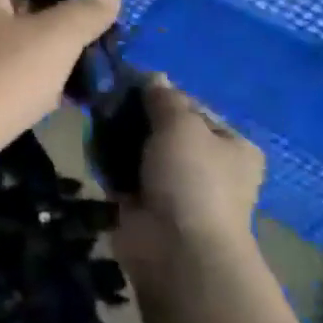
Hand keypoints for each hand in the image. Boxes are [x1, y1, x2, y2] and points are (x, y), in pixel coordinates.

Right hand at [113, 75, 265, 277]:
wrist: (176, 247)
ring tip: (94, 121)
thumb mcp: (181, 125)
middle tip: (105, 102)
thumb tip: (153, 76)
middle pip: (164, 129)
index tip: (128, 84)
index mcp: (232, 146)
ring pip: (140, 151)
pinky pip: (122, 174)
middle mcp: (208, 166)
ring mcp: (175, 187)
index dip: (161, 95)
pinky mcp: (145, 204)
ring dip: (118, 138)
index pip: (193, 108)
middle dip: (134, 117)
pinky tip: (90, 147)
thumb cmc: (191, 178)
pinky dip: (107, 162)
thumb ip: (164, 98)